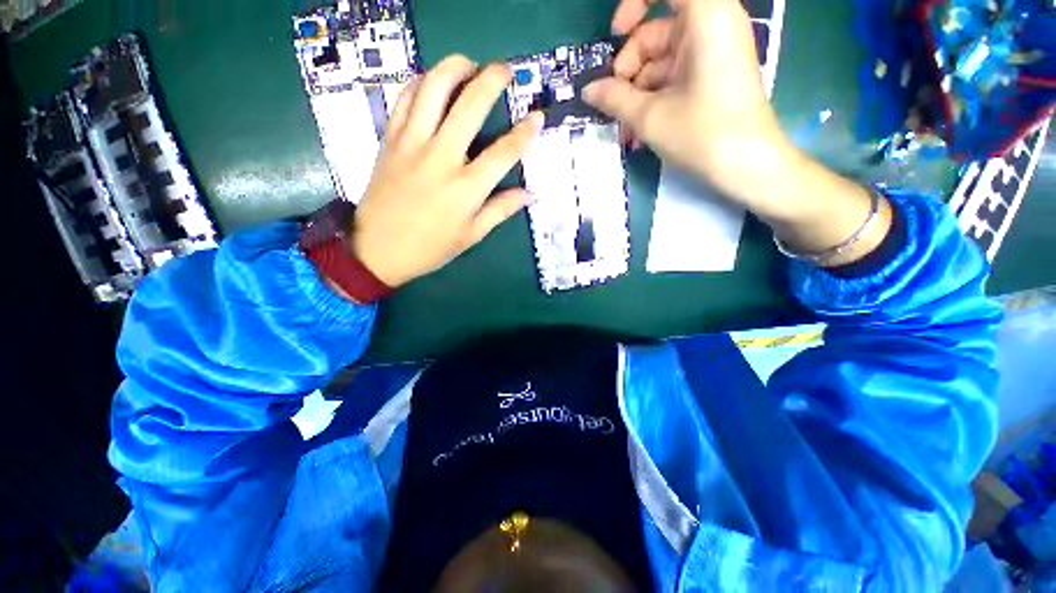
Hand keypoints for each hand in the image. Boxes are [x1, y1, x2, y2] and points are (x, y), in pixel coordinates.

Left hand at [351, 56, 543, 287]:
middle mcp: (441, 157)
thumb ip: (501, 210)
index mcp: (466, 188)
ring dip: (455, 68)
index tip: (537, 117)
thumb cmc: (430, 247)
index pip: (504, 152)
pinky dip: (421, 82)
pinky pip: (405, 98)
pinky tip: (433, 82)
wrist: (377, 249)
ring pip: (433, 88)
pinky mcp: (391, 139)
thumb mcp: (472, 234)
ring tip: (470, 65)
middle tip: (506, 71)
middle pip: (470, 105)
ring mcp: (412, 143)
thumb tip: (530, 194)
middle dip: (493, 80)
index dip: (525, 132)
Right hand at [583, 0, 790, 212]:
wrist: (747, 167)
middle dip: (629, 67)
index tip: (616, 35)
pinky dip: (653, 100)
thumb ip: (615, 98)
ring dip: (637, 93)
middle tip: (615, 101)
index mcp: (706, 17)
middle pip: (657, 31)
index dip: (635, 4)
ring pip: (661, 61)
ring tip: (626, 129)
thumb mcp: (650, 117)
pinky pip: (673, 78)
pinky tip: (639, 131)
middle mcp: (712, 26)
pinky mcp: (711, 76)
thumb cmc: (702, 134)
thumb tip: (588, 90)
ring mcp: (712, 53)